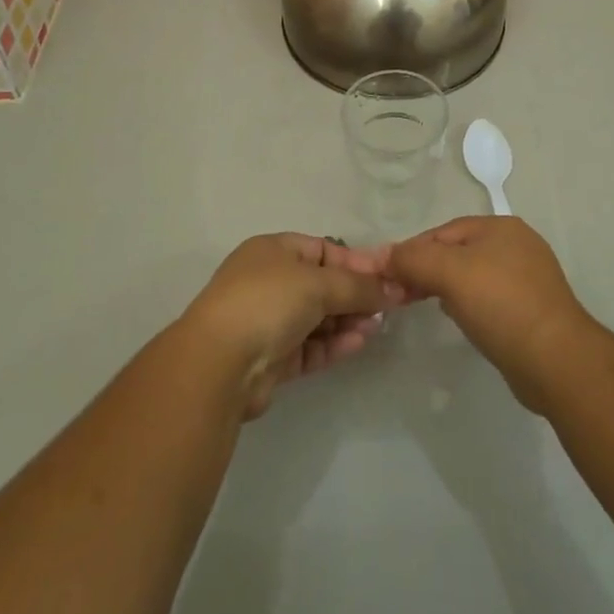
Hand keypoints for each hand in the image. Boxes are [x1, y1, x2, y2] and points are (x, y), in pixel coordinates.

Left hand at [180, 233, 403, 419]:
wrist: (219, 365)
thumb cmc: (267, 302)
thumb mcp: (318, 283)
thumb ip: (359, 286)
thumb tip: (395, 288)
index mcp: (273, 250)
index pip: (323, 249)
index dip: (356, 261)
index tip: (388, 276)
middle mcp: (270, 281)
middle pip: (322, 284)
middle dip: (355, 294)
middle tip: (390, 305)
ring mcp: (269, 321)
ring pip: (318, 318)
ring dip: (348, 320)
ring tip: (378, 326)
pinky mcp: (272, 359)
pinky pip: (311, 346)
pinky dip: (334, 344)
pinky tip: (360, 343)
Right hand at [383, 216, 595, 411]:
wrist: (557, 362)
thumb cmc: (502, 306)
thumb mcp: (450, 274)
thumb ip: (413, 259)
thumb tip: (381, 256)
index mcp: (500, 226)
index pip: (443, 232)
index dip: (412, 251)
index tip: (387, 276)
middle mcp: (517, 244)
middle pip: (457, 251)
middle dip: (428, 269)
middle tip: (401, 295)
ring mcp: (528, 278)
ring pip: (473, 276)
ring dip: (446, 287)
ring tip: (425, 305)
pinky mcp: (532, 310)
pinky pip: (489, 299)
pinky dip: (470, 305)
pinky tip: (461, 320)